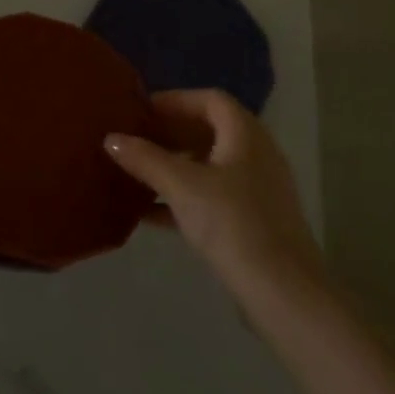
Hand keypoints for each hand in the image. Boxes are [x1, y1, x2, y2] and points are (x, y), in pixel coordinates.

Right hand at [105, 89, 321, 292]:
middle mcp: (256, 155)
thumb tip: (111, 138)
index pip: (210, 100)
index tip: (141, 110)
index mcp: (246, 135)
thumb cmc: (232, 224)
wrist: (283, 293)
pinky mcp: (254, 222)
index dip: (175, 100)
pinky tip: (151, 214)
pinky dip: (184, 196)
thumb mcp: (181, 187)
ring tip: (138, 173)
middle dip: (171, 132)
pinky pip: (213, 196)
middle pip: (210, 130)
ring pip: (210, 165)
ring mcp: (258, 190)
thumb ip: (145, 159)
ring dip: (175, 165)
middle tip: (135, 139)